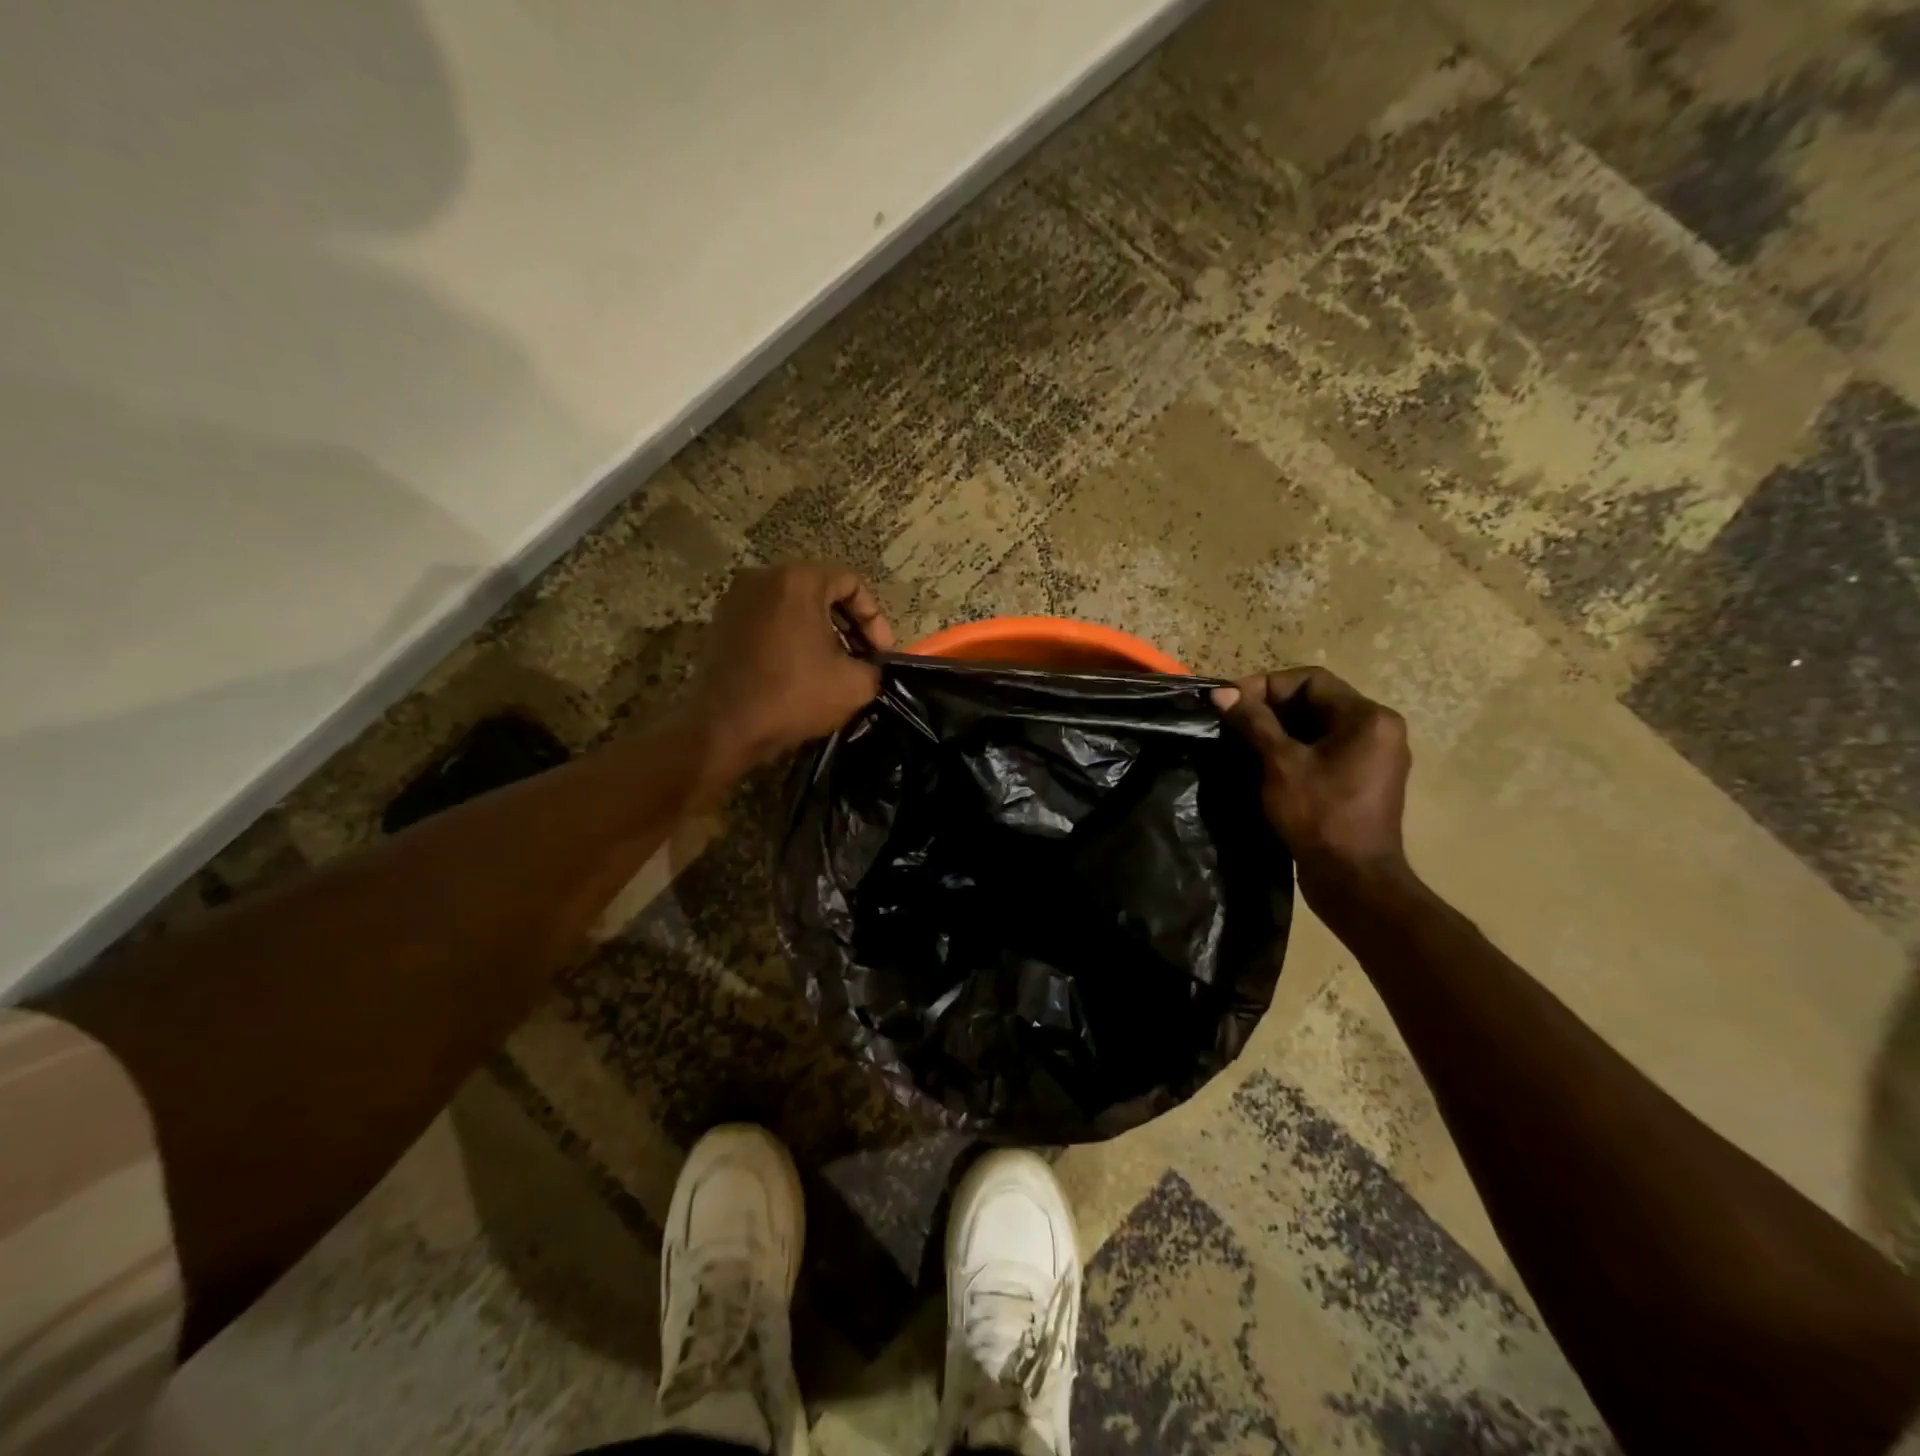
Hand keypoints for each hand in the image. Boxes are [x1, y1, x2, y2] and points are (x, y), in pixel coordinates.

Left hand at [685, 560, 894, 778]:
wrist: (723, 729)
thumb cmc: (793, 697)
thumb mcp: (854, 685)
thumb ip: (874, 666)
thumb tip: (870, 664)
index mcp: (798, 580)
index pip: (851, 582)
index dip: (874, 618)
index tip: (880, 653)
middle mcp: (763, 577)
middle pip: (821, 590)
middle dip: (848, 624)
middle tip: (863, 658)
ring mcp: (736, 599)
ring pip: (794, 606)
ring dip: (820, 631)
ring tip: (835, 666)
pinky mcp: (721, 623)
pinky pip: (769, 620)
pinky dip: (791, 638)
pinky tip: (802, 670)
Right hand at [1212, 667, 1411, 896]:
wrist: (1353, 880)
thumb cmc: (1319, 816)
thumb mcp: (1280, 764)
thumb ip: (1253, 723)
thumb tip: (1222, 694)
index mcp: (1367, 717)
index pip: (1310, 680)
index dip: (1265, 686)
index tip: (1230, 703)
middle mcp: (1378, 729)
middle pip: (1315, 701)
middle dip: (1269, 707)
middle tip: (1231, 722)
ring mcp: (1374, 756)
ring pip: (1318, 726)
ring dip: (1279, 729)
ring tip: (1241, 741)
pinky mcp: (1363, 779)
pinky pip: (1325, 749)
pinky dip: (1294, 749)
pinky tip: (1264, 763)